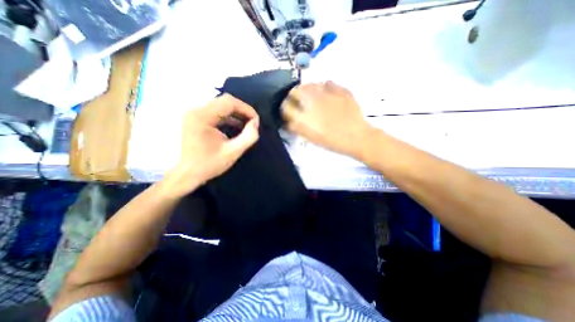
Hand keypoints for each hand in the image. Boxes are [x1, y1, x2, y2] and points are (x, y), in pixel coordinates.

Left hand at [162, 95, 259, 196]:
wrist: (186, 174)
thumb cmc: (208, 164)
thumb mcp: (233, 152)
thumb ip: (248, 137)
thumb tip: (255, 123)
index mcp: (202, 117)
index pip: (229, 102)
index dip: (246, 109)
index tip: (255, 121)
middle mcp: (196, 110)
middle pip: (224, 101)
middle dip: (242, 111)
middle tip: (252, 123)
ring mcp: (194, 114)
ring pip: (221, 106)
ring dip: (236, 114)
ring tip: (247, 125)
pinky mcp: (195, 118)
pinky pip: (216, 112)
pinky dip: (228, 117)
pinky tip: (236, 126)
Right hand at [282, 80, 372, 156]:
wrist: (357, 137)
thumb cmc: (333, 141)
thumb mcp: (312, 138)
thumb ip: (298, 128)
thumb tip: (289, 122)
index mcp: (306, 114)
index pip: (287, 105)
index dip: (285, 106)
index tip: (287, 109)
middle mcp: (314, 100)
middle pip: (297, 90)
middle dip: (294, 95)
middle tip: (297, 100)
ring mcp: (329, 92)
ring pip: (311, 84)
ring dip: (307, 89)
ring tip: (310, 96)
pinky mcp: (341, 89)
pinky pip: (327, 83)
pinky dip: (323, 87)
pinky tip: (325, 93)